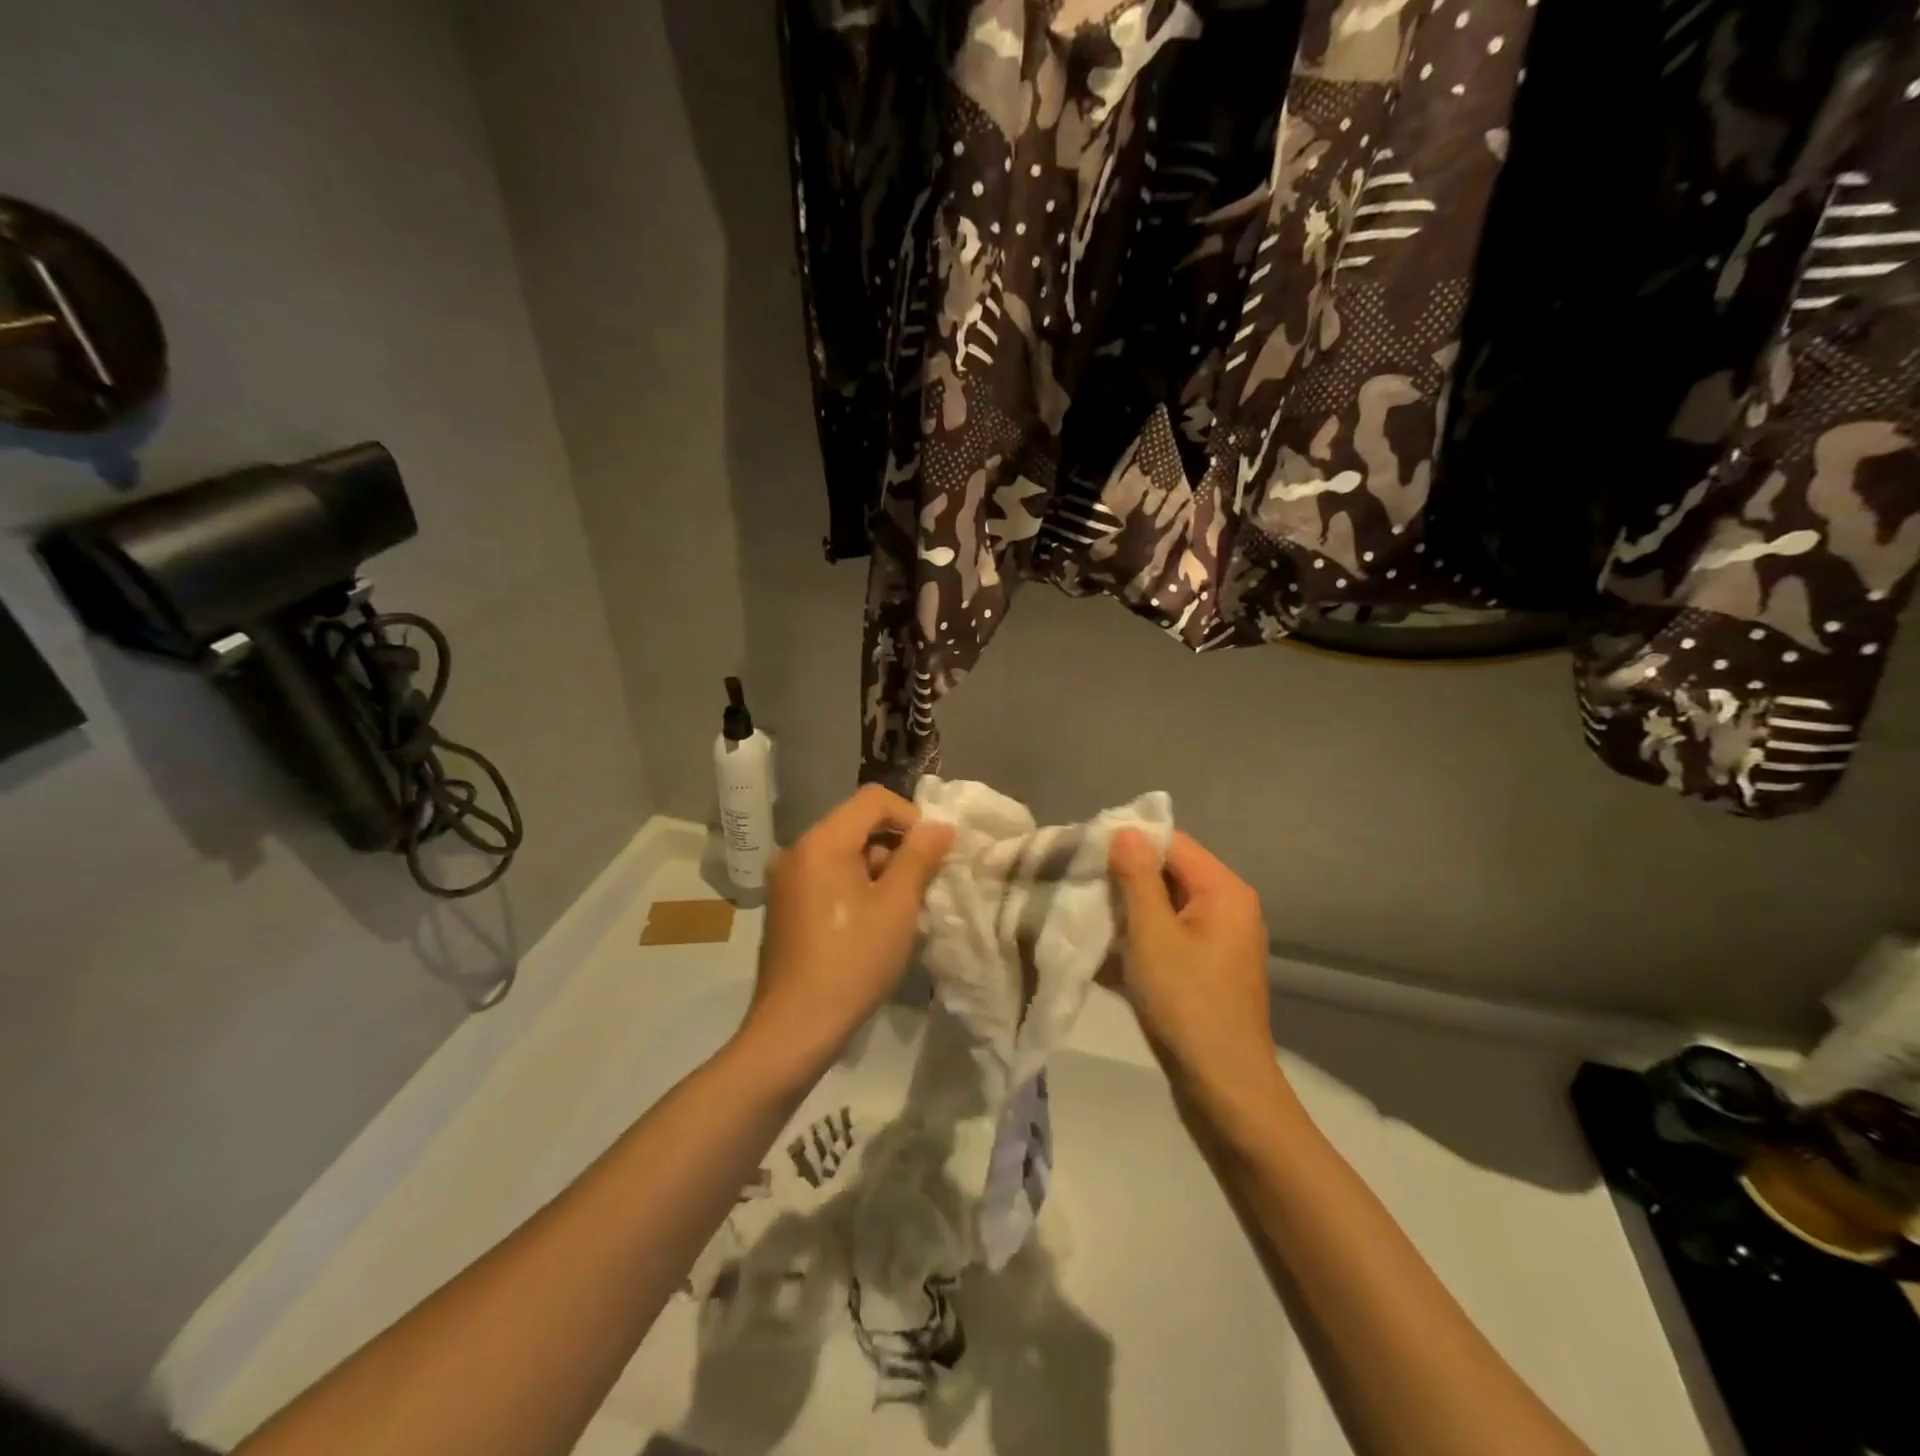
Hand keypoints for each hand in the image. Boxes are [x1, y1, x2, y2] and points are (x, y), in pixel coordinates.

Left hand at [739, 785, 953, 1078]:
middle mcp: (797, 850)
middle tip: (920, 888)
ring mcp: (786, 879)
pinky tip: (871, 925)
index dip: (910, 817)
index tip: (931, 854)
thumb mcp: (897, 906)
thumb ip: (920, 857)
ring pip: (844, 854)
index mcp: (821, 842)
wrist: (795, 1028)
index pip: (874, 800)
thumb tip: (939, 825)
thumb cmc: (853, 961)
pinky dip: (855, 888)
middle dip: (895, 848)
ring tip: (898, 912)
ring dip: (877, 871)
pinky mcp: (785, 906)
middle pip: (857, 825)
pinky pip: (828, 877)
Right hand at [1108, 829, 1287, 1120]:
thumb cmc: (1186, 1003)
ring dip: (1124, 912)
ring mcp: (1216, 942)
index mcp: (1223, 890)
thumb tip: (1125, 831)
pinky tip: (1099, 952)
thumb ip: (1136, 877)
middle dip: (1122, 878)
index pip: (1171, 842)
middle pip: (1167, 874)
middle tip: (1077, 883)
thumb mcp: (1151, 934)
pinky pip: (1165, 939)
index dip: (1128, 841)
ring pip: (1162, 908)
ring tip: (1081, 914)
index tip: (1084, 850)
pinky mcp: (1204, 970)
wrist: (1223, 1089)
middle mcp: (1226, 908)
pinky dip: (1136, 941)